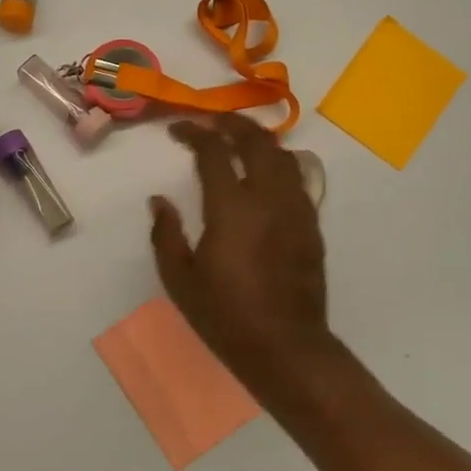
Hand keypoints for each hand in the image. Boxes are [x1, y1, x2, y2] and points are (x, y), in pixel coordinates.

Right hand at [150, 114, 334, 399]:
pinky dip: (278, 163)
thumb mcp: (180, 279)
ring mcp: (296, 209)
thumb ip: (166, 234)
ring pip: (283, 154)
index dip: (195, 133)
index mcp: (232, 207)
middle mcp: (268, 197)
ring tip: (239, 141)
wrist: (286, 347)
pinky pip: (297, 178)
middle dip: (232, 124)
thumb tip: (159, 201)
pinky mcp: (312, 225)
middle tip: (211, 123)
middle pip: (256, 140)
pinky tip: (264, 175)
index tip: (179, 130)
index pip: (214, 151)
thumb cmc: (226, 315)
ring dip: (259, 140)